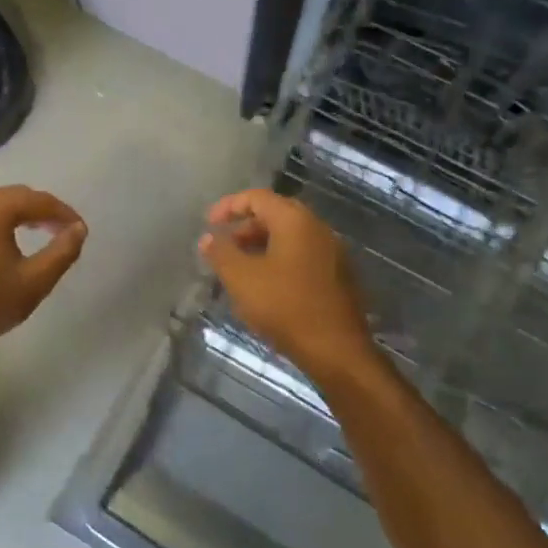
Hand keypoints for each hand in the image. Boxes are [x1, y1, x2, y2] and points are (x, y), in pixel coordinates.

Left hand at [0, 184, 87, 347]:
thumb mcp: (36, 280)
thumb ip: (63, 251)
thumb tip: (78, 229)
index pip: (41, 201)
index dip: (65, 214)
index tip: (81, 231)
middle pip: (20, 196)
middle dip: (45, 211)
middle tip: (64, 231)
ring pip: (0, 202)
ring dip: (23, 213)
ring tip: (42, 232)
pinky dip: (2, 219)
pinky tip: (10, 239)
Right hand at [199, 189, 377, 379]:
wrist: (337, 350)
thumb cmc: (285, 307)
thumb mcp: (242, 279)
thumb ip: (221, 253)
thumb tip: (209, 237)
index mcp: (295, 220)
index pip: (257, 197)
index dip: (229, 206)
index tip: (209, 223)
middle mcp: (317, 228)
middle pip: (275, 215)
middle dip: (244, 227)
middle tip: (224, 247)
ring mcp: (332, 252)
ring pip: (289, 237)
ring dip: (261, 246)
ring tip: (239, 270)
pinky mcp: (338, 276)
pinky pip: (302, 256)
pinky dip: (278, 260)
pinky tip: (265, 287)